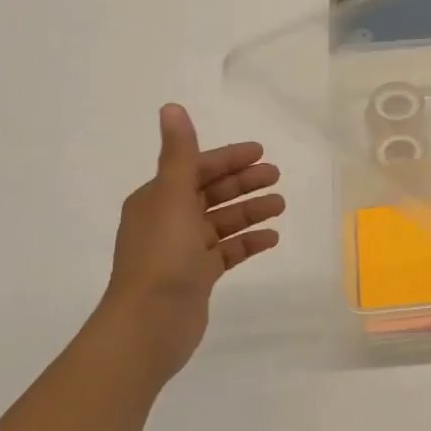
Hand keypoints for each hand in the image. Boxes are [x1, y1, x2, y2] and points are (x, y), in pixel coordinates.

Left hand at [97, 103, 284, 377]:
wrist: (149, 323)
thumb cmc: (162, 255)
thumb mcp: (171, 196)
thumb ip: (178, 153)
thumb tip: (171, 107)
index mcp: (157, 199)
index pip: (196, 168)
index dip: (228, 159)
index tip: (260, 152)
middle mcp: (168, 220)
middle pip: (211, 193)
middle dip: (243, 183)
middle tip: (277, 176)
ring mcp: (183, 251)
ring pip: (222, 222)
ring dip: (250, 211)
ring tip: (281, 206)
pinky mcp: (197, 276)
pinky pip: (227, 252)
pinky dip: (248, 242)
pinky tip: (271, 238)